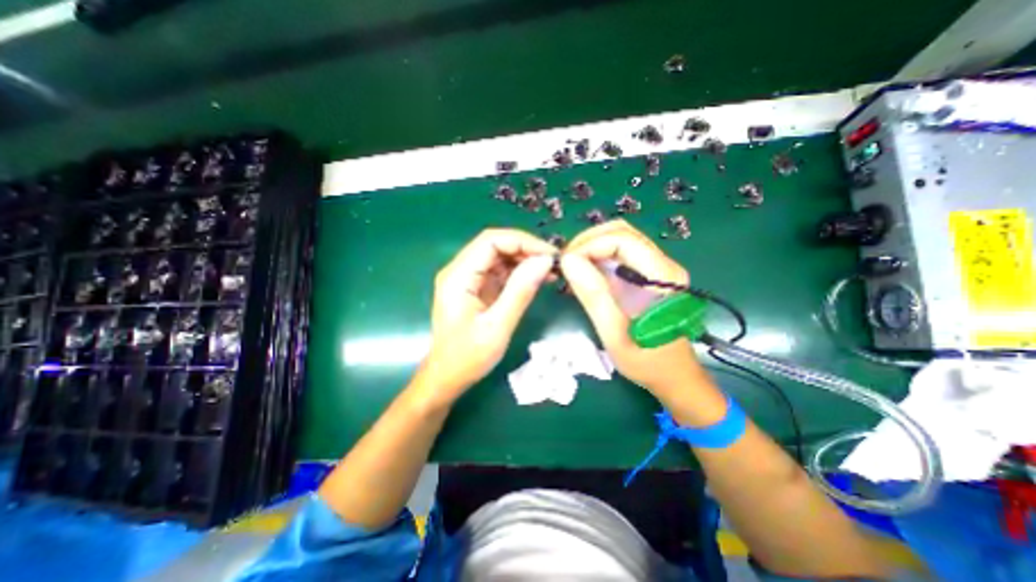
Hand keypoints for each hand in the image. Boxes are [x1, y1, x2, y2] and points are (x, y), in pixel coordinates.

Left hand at [416, 227, 554, 403]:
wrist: (447, 377)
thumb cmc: (468, 357)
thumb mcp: (498, 327)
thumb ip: (520, 292)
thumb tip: (544, 261)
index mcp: (458, 276)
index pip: (491, 241)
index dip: (522, 241)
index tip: (549, 255)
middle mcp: (460, 271)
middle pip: (495, 245)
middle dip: (526, 250)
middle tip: (554, 263)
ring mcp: (468, 279)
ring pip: (499, 257)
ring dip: (525, 260)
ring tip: (550, 271)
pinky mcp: (476, 288)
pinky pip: (500, 271)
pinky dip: (519, 272)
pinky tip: (538, 279)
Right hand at [563, 220, 700, 398]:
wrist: (674, 376)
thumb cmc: (647, 361)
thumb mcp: (615, 334)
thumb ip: (594, 296)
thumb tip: (568, 261)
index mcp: (662, 276)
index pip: (621, 239)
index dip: (589, 246)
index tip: (565, 264)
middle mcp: (664, 263)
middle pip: (621, 232)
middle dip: (587, 242)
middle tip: (566, 264)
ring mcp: (658, 267)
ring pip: (620, 239)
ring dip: (592, 248)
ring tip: (572, 268)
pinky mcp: (650, 274)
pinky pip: (621, 254)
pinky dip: (598, 257)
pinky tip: (585, 274)